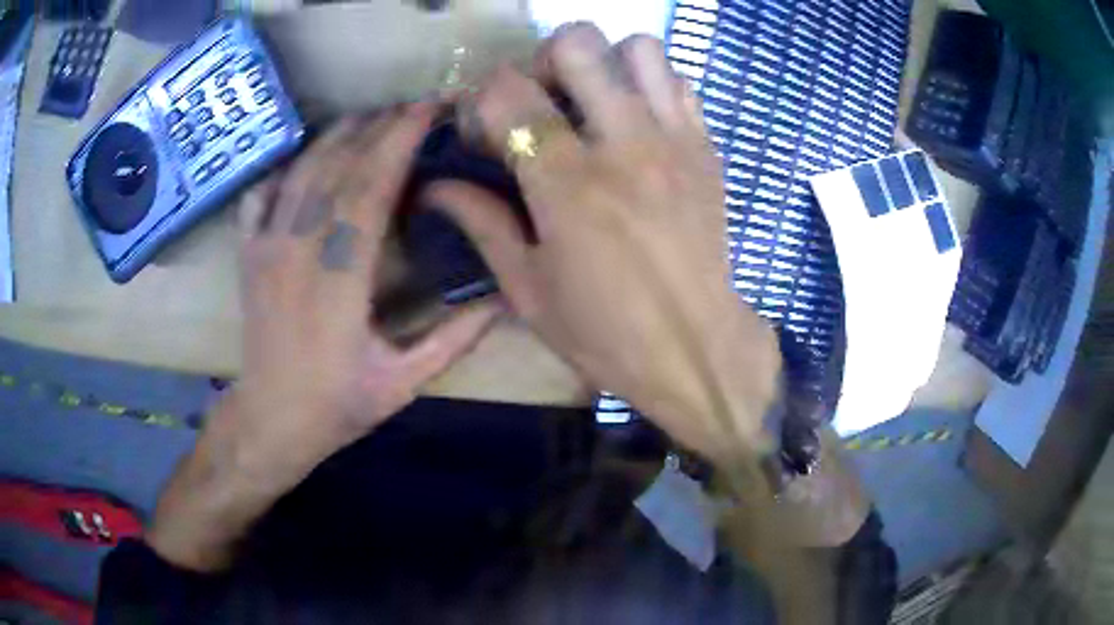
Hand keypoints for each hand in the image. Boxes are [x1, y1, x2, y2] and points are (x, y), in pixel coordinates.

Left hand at [232, 105, 497, 468]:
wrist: (271, 419)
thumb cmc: (338, 405)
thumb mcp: (404, 382)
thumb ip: (455, 338)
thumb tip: (507, 298)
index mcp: (339, 280)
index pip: (370, 188)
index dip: (400, 142)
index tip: (430, 110)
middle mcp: (298, 250)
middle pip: (338, 167)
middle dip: (379, 126)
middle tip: (414, 105)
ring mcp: (267, 246)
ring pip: (303, 170)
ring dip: (339, 135)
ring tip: (373, 116)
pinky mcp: (250, 251)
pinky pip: (264, 193)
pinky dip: (288, 165)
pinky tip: (311, 155)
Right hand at [432, 25, 780, 460]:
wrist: (696, 352)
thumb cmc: (604, 333)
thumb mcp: (527, 288)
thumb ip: (481, 223)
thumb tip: (435, 186)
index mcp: (567, 184)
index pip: (507, 92)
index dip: (482, 99)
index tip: (484, 130)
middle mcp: (623, 145)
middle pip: (577, 44)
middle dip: (543, 62)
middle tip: (541, 101)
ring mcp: (674, 140)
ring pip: (638, 48)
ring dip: (604, 63)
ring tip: (593, 102)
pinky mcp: (706, 149)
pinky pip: (678, 83)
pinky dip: (649, 85)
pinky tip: (636, 121)